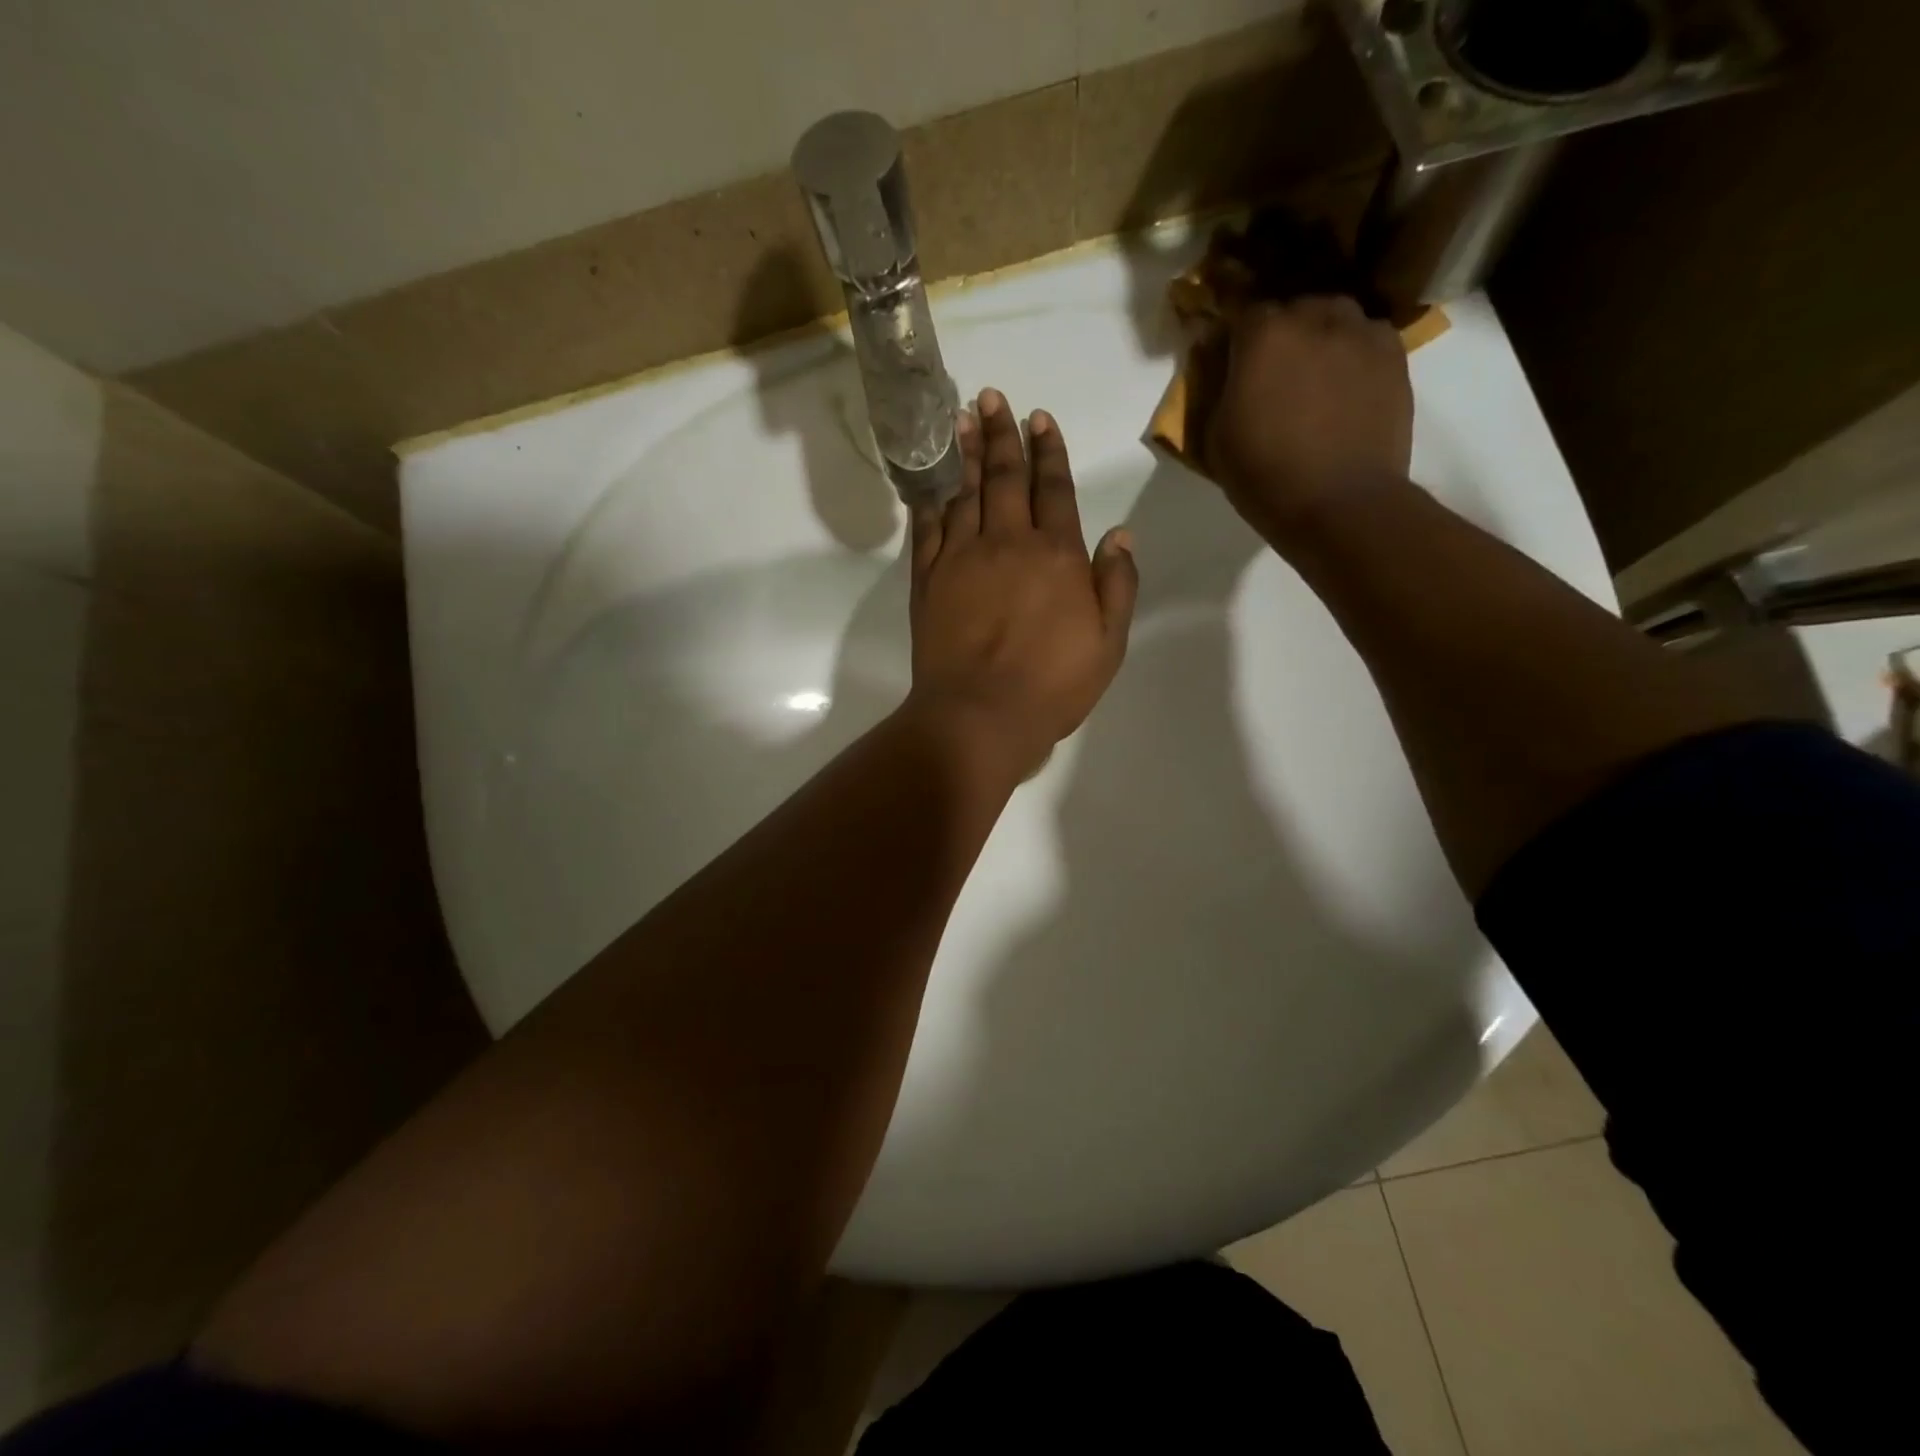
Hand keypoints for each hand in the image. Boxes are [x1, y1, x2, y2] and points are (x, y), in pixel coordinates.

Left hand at [906, 388, 1137, 781]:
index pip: (1055, 489)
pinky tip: (934, 482)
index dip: (1049, 451)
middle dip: (1004, 435)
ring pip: (966, 493)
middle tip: (993, 397)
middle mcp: (1008, 543)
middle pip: (1007, 478)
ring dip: (967, 454)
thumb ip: (1116, 585)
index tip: (1041, 418)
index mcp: (1057, 555)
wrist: (979, 715)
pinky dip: (932, 501)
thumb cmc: (1052, 686)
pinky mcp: (928, 580)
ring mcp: (962, 558)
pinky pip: (928, 528)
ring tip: (964, 418)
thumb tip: (1120, 534)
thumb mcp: (1107, 643)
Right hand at [1202, 297, 1413, 551]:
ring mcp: (1362, 333)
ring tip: (1314, 374)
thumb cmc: (1265, 476)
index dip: (1235, 337)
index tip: (1230, 360)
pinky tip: (1345, 385)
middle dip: (1280, 332)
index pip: (1242, 312)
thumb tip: (1218, 364)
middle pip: (1293, 308)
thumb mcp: (1216, 437)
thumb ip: (1216, 389)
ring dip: (1320, 337)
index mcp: (1264, 335)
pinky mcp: (1395, 356)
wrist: (1340, 504)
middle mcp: (1315, 318)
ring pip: (1335, 317)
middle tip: (1272, 371)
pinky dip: (1353, 353)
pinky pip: (1367, 338)